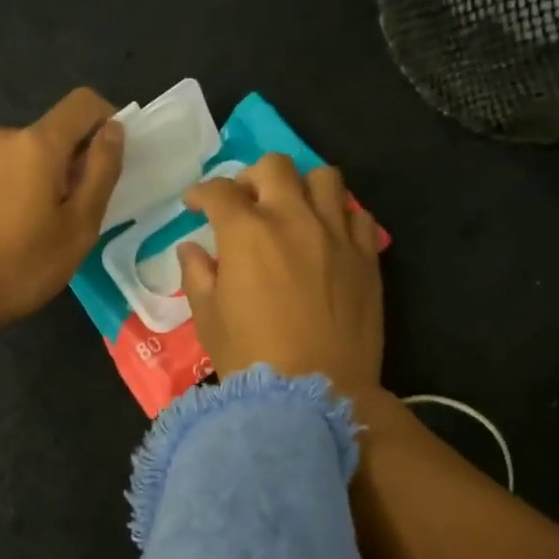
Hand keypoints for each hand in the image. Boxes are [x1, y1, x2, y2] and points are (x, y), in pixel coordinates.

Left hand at [0, 88, 124, 329]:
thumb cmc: (19, 268)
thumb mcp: (77, 228)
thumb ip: (101, 173)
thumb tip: (113, 130)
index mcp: (36, 142)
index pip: (83, 104)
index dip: (107, 122)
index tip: (114, 161)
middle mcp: (2, 134)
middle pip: (54, 134)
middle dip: (75, 164)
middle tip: (78, 218)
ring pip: (28, 156)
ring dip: (46, 180)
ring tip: (43, 232)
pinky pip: (3, 171)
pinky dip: (20, 190)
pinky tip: (13, 233)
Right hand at [176, 153, 383, 397]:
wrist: (316, 392)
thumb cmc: (251, 358)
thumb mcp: (208, 319)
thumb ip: (197, 275)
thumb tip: (191, 248)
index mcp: (247, 233)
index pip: (219, 191)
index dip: (201, 193)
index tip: (195, 205)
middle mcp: (293, 219)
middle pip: (274, 167)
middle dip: (251, 177)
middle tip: (244, 203)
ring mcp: (336, 234)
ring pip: (324, 178)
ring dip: (301, 186)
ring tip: (292, 210)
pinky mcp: (367, 256)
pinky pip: (358, 214)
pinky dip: (339, 215)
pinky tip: (327, 236)